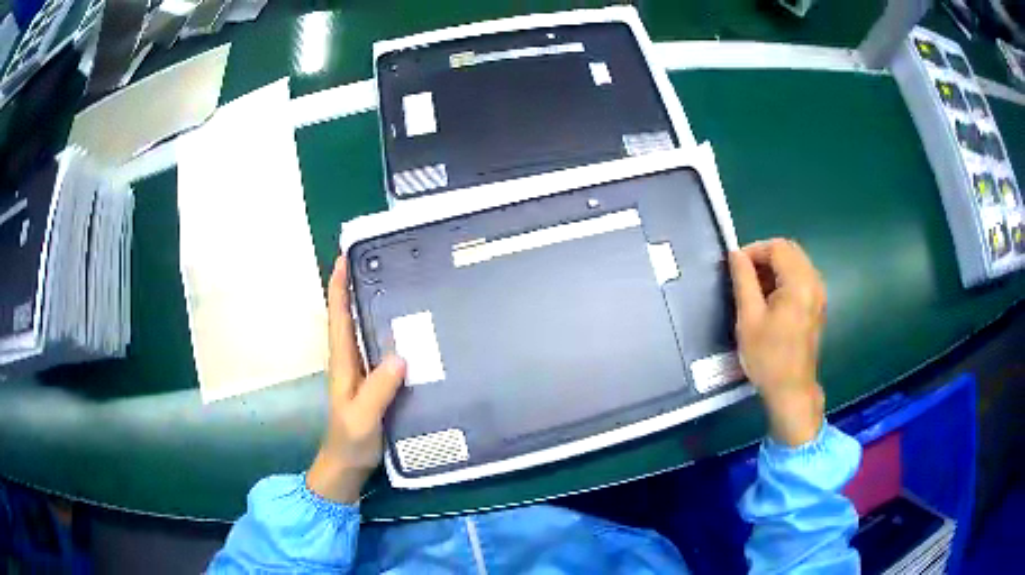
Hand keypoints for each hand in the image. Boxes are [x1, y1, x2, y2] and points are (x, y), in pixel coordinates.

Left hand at [306, 257, 405, 502]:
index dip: (338, 287)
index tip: (344, 257)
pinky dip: (387, 332)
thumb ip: (378, 390)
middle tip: (380, 261)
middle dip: (356, 287)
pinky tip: (410, 331)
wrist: (347, 466)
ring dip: (372, 306)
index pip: (337, 317)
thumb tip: (400, 356)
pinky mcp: (373, 383)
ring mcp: (361, 372)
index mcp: (343, 363)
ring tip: (398, 285)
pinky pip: (378, 349)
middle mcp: (349, 360)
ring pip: (363, 330)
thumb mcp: (362, 418)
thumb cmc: (350, 442)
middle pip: (348, 316)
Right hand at [729, 239, 826, 446]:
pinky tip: (770, 298)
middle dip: (765, 256)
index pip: (777, 247)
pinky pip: (802, 277)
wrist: (791, 391)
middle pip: (789, 251)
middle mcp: (814, 282)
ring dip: (775, 267)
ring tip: (754, 287)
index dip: (754, 250)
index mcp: (799, 283)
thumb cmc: (768, 357)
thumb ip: (743, 280)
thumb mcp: (749, 318)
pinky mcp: (818, 305)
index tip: (735, 266)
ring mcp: (819, 294)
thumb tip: (735, 254)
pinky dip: (785, 278)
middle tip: (744, 275)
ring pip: (796, 263)